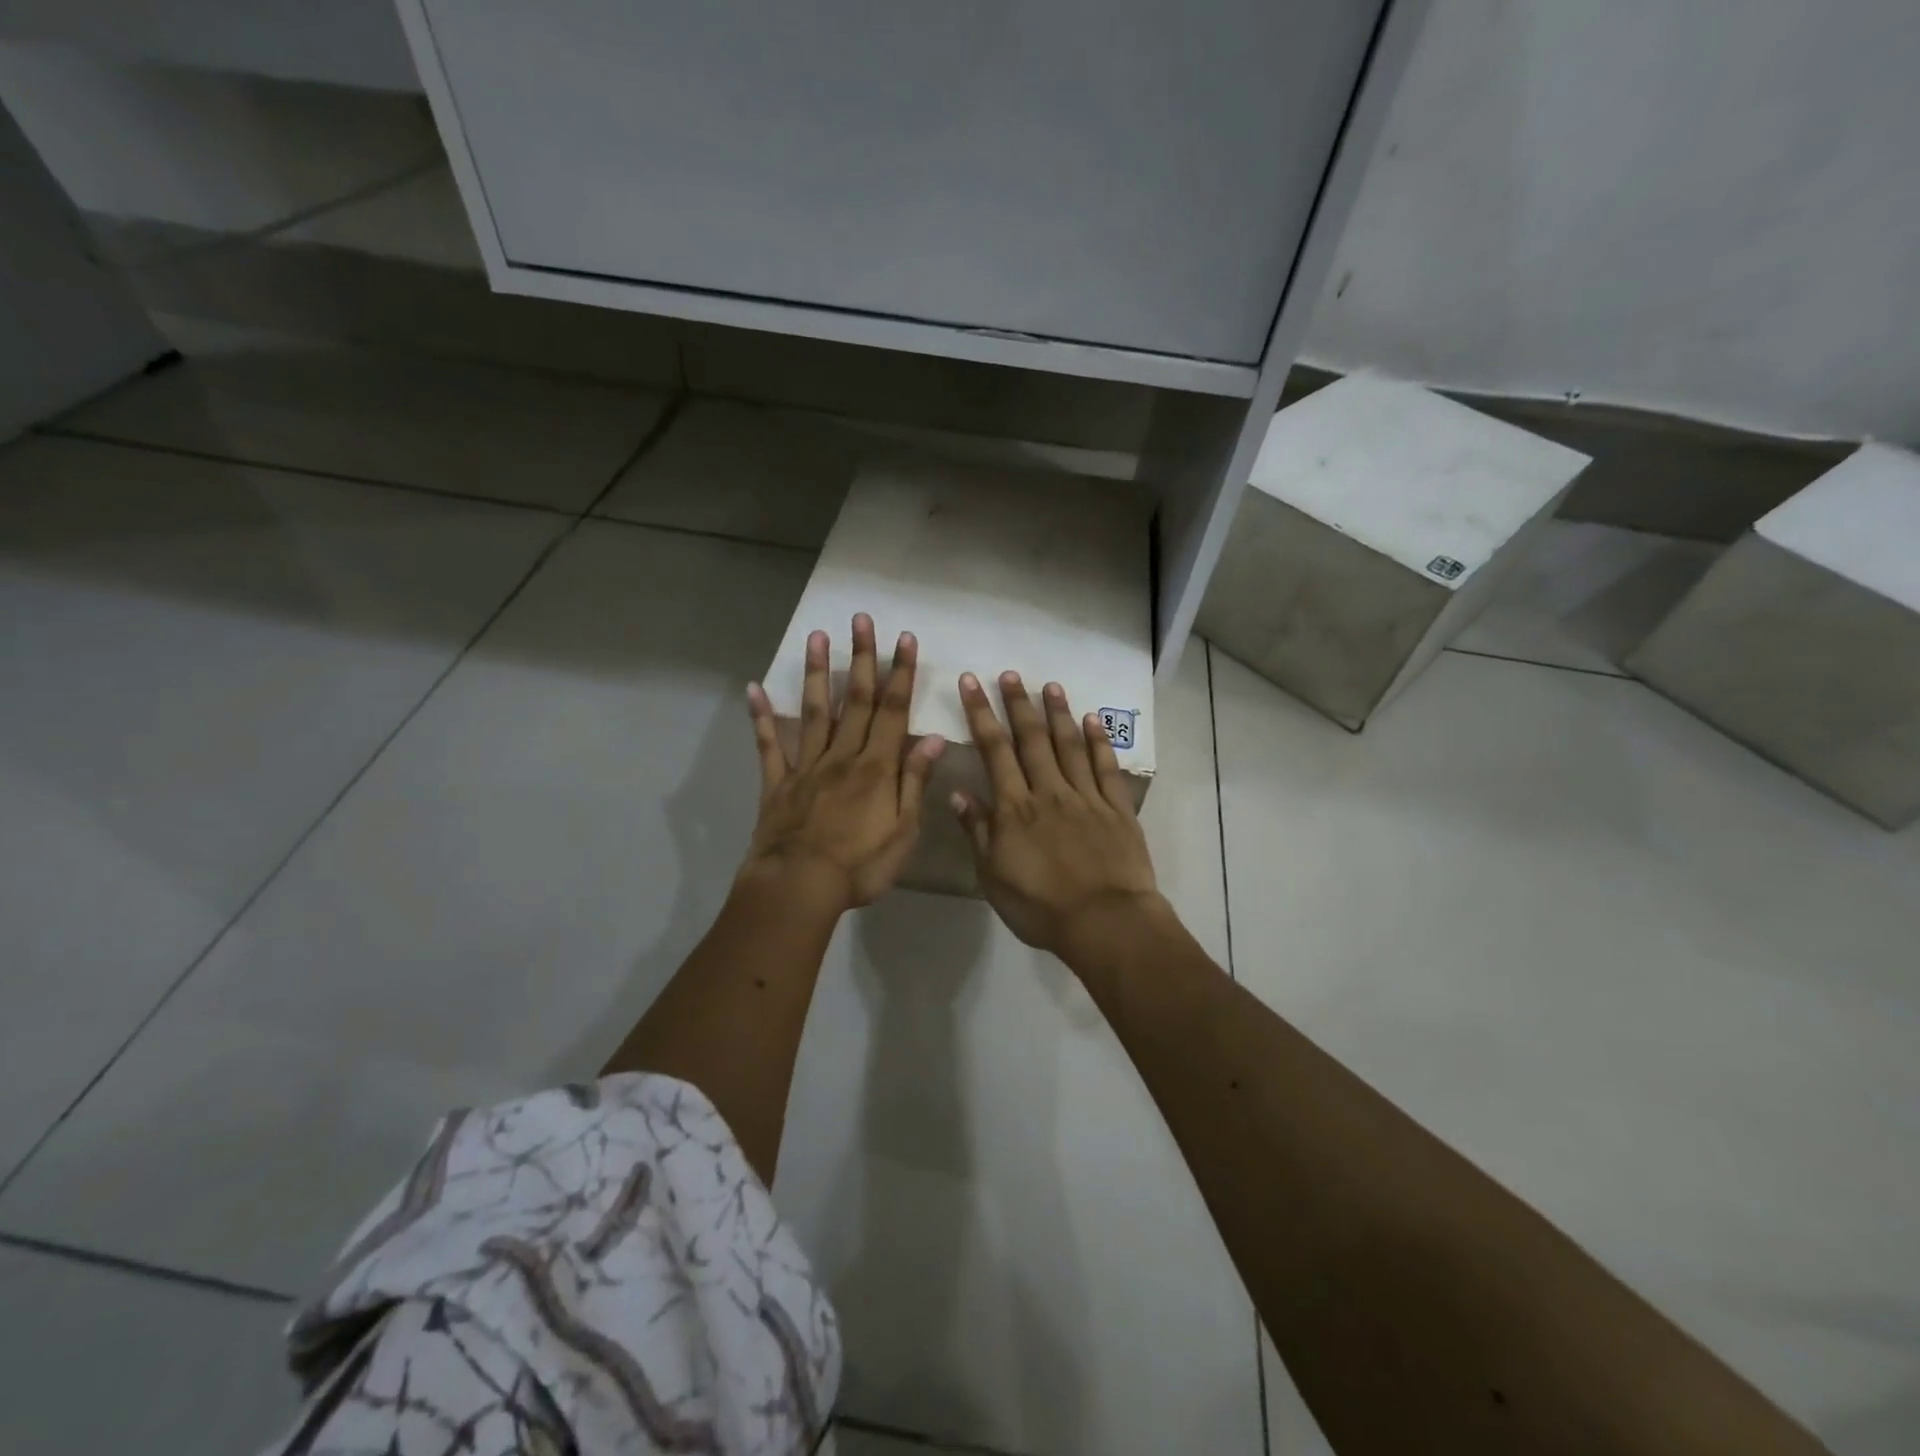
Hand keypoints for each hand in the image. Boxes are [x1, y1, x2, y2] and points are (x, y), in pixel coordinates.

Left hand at [743, 614, 944, 911]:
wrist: (798, 888)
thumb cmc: (859, 866)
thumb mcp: (903, 831)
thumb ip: (914, 781)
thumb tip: (932, 738)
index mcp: (876, 767)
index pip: (892, 711)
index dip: (900, 673)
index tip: (904, 639)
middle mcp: (842, 756)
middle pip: (854, 700)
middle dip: (860, 658)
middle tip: (860, 619)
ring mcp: (806, 767)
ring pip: (814, 712)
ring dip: (816, 673)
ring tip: (816, 636)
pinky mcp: (777, 783)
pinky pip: (769, 746)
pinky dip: (761, 717)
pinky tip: (754, 688)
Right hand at [952, 670, 1165, 962]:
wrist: (1104, 922)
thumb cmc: (1041, 907)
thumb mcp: (993, 877)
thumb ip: (978, 832)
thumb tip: (959, 793)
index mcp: (1015, 808)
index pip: (994, 750)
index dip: (981, 714)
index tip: (971, 682)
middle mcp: (1049, 792)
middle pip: (1031, 739)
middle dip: (1018, 703)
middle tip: (1010, 674)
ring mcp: (1086, 797)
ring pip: (1068, 745)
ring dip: (1057, 713)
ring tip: (1049, 685)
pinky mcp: (1117, 808)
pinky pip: (1106, 768)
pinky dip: (1099, 742)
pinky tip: (1092, 720)